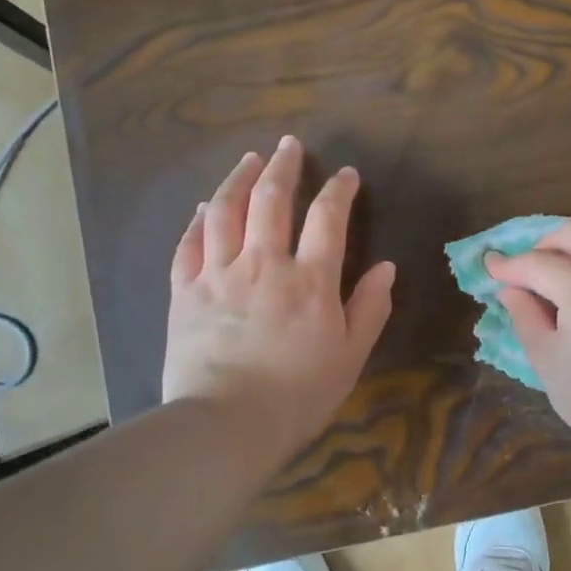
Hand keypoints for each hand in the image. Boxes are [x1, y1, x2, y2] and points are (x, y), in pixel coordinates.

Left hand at [162, 137, 395, 465]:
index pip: (328, 219)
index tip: (346, 175)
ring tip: (249, 159)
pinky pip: (189, 244)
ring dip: (239, 179)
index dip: (339, 191)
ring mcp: (218, 275)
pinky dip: (198, 220)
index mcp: (309, 280)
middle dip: (284, 167)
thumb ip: (369, 308)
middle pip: (271, 200)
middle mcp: (263, 264)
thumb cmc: (298, 395)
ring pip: (225, 211)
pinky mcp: (184, 292)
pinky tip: (203, 207)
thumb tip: (386, 267)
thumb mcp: (350, 356)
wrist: (226, 425)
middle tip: (290, 145)